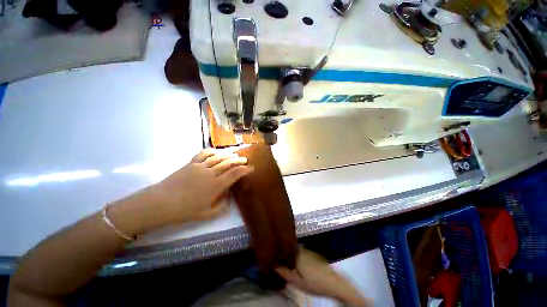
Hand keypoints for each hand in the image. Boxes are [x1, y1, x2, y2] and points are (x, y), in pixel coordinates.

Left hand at [151, 148, 253, 222]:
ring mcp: (200, 167)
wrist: (160, 203)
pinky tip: (217, 151)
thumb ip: (221, 206)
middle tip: (245, 159)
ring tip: (234, 153)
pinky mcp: (191, 163)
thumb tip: (228, 198)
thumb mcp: (206, 214)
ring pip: (218, 157)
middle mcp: (211, 173)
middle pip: (228, 163)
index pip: (234, 174)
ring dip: (228, 154)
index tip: (251, 168)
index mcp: (216, 185)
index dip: (244, 170)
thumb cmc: (184, 210)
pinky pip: (204, 154)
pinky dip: (212, 151)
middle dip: (239, 160)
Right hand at [275, 248, 370, 306]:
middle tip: (281, 265)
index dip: (277, 255)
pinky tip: (300, 266)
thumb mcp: (296, 281)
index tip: (273, 260)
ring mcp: (307, 250)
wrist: (334, 282)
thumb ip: (284, 272)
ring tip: (289, 265)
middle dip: (284, 255)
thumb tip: (273, 265)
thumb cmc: (314, 282)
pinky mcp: (313, 253)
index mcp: (296, 253)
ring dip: (291, 256)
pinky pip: (301, 253)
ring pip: (294, 251)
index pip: (282, 250)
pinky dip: (298, 258)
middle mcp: (301, 248)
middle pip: (288, 249)